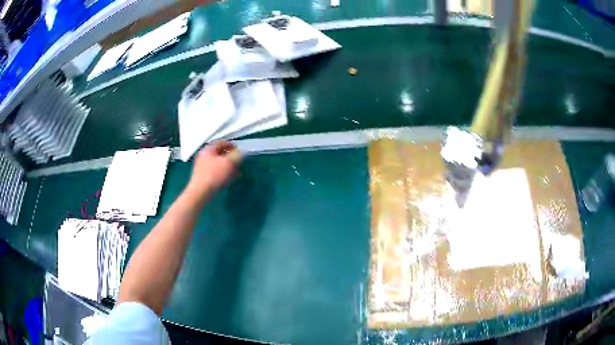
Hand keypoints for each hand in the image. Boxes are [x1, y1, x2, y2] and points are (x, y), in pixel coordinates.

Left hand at [186, 141, 241, 197]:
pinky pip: (215, 172)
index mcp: (208, 149)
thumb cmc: (214, 175)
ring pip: (218, 164)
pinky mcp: (203, 177)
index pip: (222, 142)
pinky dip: (223, 174)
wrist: (200, 192)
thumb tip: (241, 152)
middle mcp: (204, 156)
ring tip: (236, 173)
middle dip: (231, 158)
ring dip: (228, 167)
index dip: (232, 145)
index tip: (240, 151)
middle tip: (239, 163)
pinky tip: (229, 180)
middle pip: (220, 153)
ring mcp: (202, 167)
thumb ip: (237, 155)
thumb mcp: (229, 162)